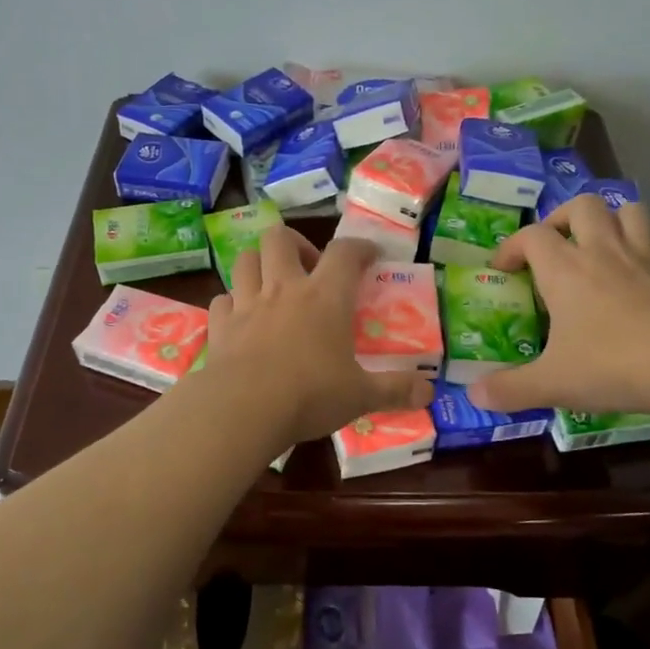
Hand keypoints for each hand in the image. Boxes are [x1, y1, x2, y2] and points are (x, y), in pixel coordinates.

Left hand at [199, 226, 434, 446]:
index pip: (345, 252)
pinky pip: (222, 300)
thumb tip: (429, 392)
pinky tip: (241, 319)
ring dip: (260, 265)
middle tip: (309, 269)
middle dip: (296, 244)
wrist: (243, 410)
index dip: (359, 247)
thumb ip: (396, 390)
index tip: (369, 255)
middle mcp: (284, 289)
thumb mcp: (361, 396)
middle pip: (280, 238)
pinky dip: (232, 303)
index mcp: (325, 297)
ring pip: (246, 260)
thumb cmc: (310, 395)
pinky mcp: (220, 325)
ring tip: (273, 287)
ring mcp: (247, 304)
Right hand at [469, 194, 649, 418]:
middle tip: (554, 246)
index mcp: (565, 269)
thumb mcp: (552, 383)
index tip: (503, 269)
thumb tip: (474, 395)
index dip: (511, 246)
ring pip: (629, 211)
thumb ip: (509, 389)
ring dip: (612, 220)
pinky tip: (647, 270)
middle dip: (562, 218)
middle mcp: (603, 251)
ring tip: (600, 245)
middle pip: (581, 205)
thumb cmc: (612, 367)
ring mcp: (646, 257)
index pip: (531, 236)